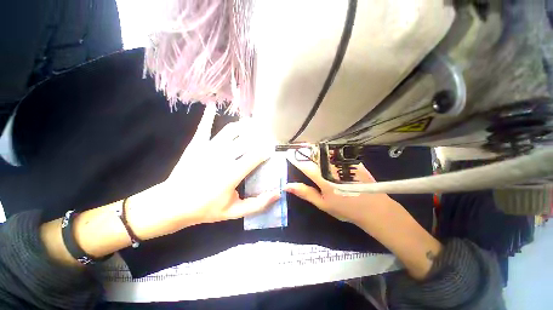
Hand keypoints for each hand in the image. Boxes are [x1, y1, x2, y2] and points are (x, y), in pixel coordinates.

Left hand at [126, 105, 279, 239]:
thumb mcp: (233, 212)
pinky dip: (209, 116)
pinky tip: (213, 106)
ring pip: (231, 130)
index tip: (272, 149)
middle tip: (267, 134)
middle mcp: (222, 157)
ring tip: (253, 124)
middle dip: (260, 135)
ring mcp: (208, 148)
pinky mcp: (196, 144)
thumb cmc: (205, 209)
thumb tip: (277, 194)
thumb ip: (257, 204)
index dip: (266, 150)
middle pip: (246, 139)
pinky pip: (205, 127)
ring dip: (244, 125)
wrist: (171, 204)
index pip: (256, 156)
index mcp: (232, 174)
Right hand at [284, 148, 399, 227]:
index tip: (288, 153)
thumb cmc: (345, 208)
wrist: (374, 208)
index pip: (304, 164)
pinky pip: (337, 153)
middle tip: (300, 148)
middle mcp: (331, 166)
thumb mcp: (322, 203)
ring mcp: (343, 162)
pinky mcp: (352, 161)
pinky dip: (330, 152)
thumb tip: (287, 186)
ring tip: (312, 150)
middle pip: (315, 153)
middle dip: (306, 149)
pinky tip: (329, 155)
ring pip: (326, 151)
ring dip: (317, 150)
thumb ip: (305, 192)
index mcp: (322, 177)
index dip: (295, 158)